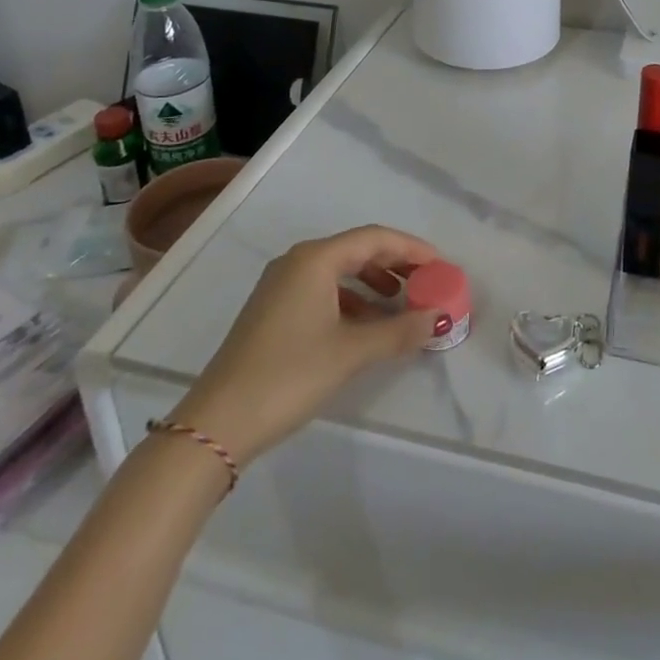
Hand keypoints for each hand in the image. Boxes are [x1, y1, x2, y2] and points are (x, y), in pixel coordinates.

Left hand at [174, 226, 442, 465]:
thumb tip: (438, 319)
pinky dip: (352, 301)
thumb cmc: (289, 374)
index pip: (374, 238)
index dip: (411, 248)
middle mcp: (297, 261)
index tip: (441, 265)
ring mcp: (281, 286)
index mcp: (315, 258)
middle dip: (395, 265)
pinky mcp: (273, 310)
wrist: (218, 422)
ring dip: (374, 284)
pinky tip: (367, 326)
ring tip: (402, 305)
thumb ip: (398, 331)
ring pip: (340, 272)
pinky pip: (323, 290)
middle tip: (427, 283)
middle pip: (357, 250)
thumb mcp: (350, 353)